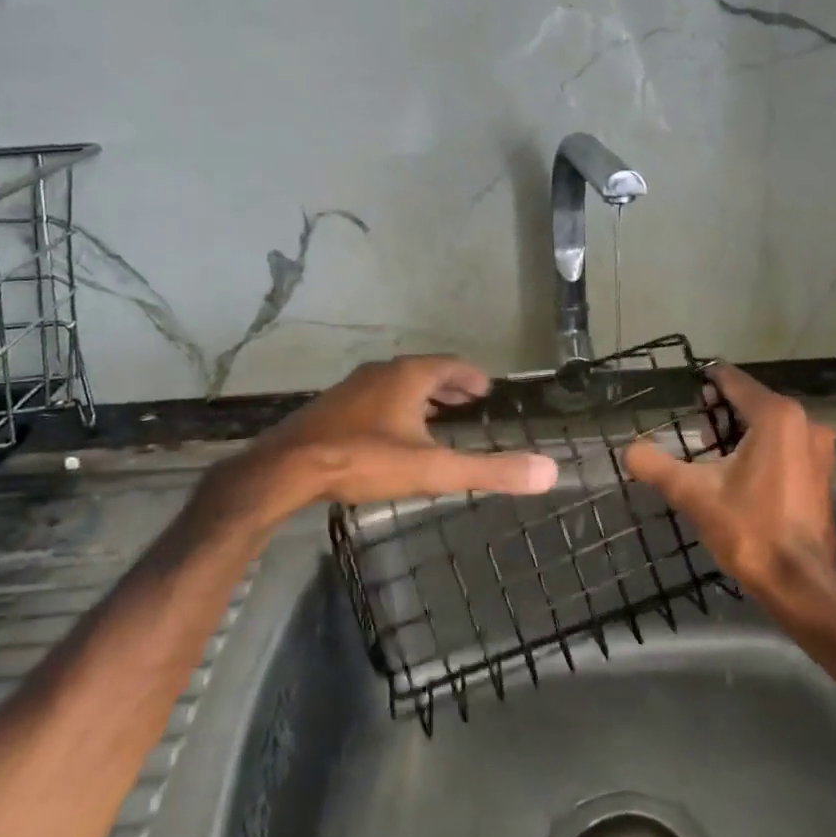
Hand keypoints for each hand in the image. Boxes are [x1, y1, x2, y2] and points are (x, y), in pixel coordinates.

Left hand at [247, 355, 557, 507]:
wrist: (286, 469)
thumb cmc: (364, 460)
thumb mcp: (433, 469)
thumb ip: (490, 470)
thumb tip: (549, 472)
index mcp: (408, 376)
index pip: (450, 364)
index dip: (471, 376)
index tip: (485, 389)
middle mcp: (380, 372)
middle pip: (423, 371)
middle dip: (448, 385)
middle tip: (467, 400)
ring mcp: (351, 388)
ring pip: (395, 384)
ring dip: (420, 395)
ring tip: (434, 415)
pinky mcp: (330, 408)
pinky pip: (373, 398)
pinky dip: (393, 406)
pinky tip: (390, 433)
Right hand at [623, 363, 835, 604]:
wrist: (800, 584)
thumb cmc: (749, 530)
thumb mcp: (693, 494)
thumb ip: (656, 465)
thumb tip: (628, 450)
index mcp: (776, 417)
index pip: (734, 381)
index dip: (707, 380)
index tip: (686, 385)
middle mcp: (805, 422)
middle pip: (753, 401)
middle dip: (722, 411)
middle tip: (694, 429)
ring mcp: (820, 449)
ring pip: (771, 425)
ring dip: (741, 431)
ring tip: (711, 451)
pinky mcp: (823, 473)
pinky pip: (786, 445)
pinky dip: (762, 448)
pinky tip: (740, 472)